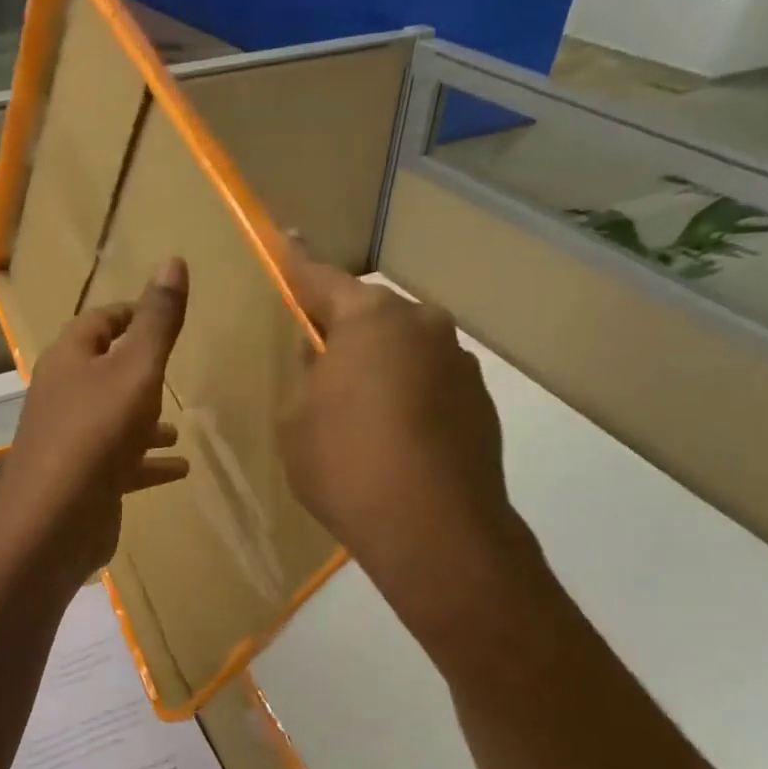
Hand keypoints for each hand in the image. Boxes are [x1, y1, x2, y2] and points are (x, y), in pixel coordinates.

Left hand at [0, 257, 190, 591]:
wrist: (55, 519)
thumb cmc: (96, 432)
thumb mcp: (136, 368)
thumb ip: (158, 320)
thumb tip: (173, 259)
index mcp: (70, 360)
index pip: (98, 322)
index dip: (129, 314)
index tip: (161, 315)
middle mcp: (65, 396)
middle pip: (103, 372)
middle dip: (138, 370)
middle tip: (173, 370)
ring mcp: (72, 441)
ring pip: (114, 420)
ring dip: (145, 421)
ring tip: (179, 427)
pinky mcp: (85, 480)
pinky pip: (123, 464)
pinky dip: (149, 463)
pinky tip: (180, 469)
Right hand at [277, 242, 532, 630]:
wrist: (435, 531)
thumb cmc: (346, 466)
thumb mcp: (297, 421)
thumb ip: (306, 377)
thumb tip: (322, 355)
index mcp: (371, 320)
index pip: (322, 279)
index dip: (297, 263)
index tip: (287, 237)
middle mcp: (422, 326)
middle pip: (372, 316)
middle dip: (344, 330)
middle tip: (317, 359)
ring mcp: (458, 363)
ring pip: (404, 350)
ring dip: (379, 366)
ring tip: (357, 411)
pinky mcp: (480, 402)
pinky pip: (429, 383)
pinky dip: (408, 396)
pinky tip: (393, 438)